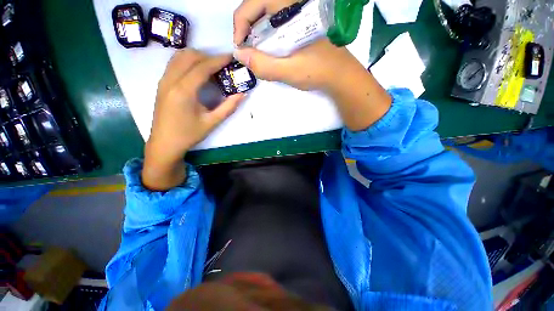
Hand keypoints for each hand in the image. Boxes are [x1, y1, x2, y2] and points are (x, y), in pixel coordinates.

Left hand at [142, 50, 243, 190]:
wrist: (164, 143)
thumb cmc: (189, 134)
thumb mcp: (212, 122)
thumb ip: (228, 107)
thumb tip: (242, 94)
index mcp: (183, 91)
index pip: (202, 67)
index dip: (218, 60)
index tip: (231, 57)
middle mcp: (170, 80)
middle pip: (189, 56)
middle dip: (208, 56)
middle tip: (223, 64)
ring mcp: (163, 81)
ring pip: (179, 57)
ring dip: (197, 57)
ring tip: (212, 66)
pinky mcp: (162, 84)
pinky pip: (174, 64)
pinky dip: (188, 62)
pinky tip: (198, 72)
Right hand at [233, 0, 391, 130]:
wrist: (340, 76)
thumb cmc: (318, 71)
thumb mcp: (290, 71)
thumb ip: (265, 65)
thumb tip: (240, 55)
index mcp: (292, 8)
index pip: (256, 2)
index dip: (241, 21)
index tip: (239, 45)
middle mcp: (294, 6)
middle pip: (259, 8)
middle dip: (247, 28)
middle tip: (246, 51)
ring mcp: (297, 17)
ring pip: (267, 18)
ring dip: (256, 34)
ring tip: (256, 54)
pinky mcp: (299, 27)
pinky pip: (276, 27)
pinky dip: (267, 39)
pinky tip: (269, 54)